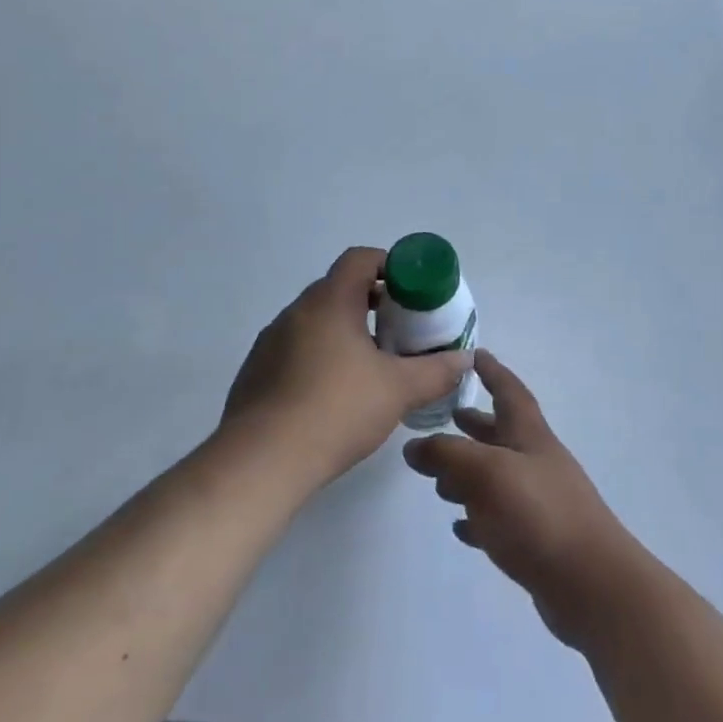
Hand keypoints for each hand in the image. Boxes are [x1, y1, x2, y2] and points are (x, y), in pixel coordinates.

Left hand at [220, 247, 467, 494]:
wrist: (261, 462)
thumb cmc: (336, 410)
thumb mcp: (399, 390)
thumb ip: (437, 371)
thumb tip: (465, 358)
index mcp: (329, 302)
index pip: (360, 259)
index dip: (389, 266)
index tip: (412, 291)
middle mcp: (296, 312)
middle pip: (339, 288)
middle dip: (372, 302)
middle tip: (400, 329)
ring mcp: (270, 341)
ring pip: (316, 321)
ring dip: (345, 330)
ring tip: (372, 364)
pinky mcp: (256, 371)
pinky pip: (295, 348)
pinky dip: (320, 355)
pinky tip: (335, 393)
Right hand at [404, 351, 639, 646]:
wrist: (592, 584)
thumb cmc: (539, 513)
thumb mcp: (486, 472)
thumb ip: (446, 454)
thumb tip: (413, 446)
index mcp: (529, 435)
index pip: (509, 391)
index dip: (492, 371)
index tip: (473, 355)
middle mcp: (535, 461)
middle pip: (501, 433)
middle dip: (474, 424)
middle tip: (444, 418)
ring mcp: (538, 501)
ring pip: (497, 476)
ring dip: (469, 473)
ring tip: (438, 479)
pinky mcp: (536, 539)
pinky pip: (500, 519)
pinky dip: (478, 516)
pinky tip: (460, 526)